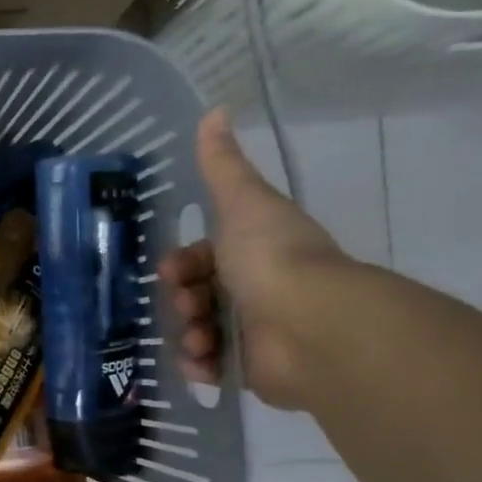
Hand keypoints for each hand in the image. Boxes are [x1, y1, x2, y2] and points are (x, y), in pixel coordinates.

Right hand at [158, 109, 348, 409]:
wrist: (310, 326)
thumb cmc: (271, 258)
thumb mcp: (242, 202)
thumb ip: (222, 164)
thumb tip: (215, 110)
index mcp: (254, 252)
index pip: (203, 257)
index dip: (182, 263)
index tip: (171, 271)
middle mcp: (257, 290)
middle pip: (197, 294)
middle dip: (181, 300)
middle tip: (187, 305)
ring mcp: (256, 332)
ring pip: (199, 331)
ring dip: (187, 334)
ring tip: (197, 342)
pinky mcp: (253, 371)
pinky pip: (212, 368)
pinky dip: (200, 367)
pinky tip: (200, 364)